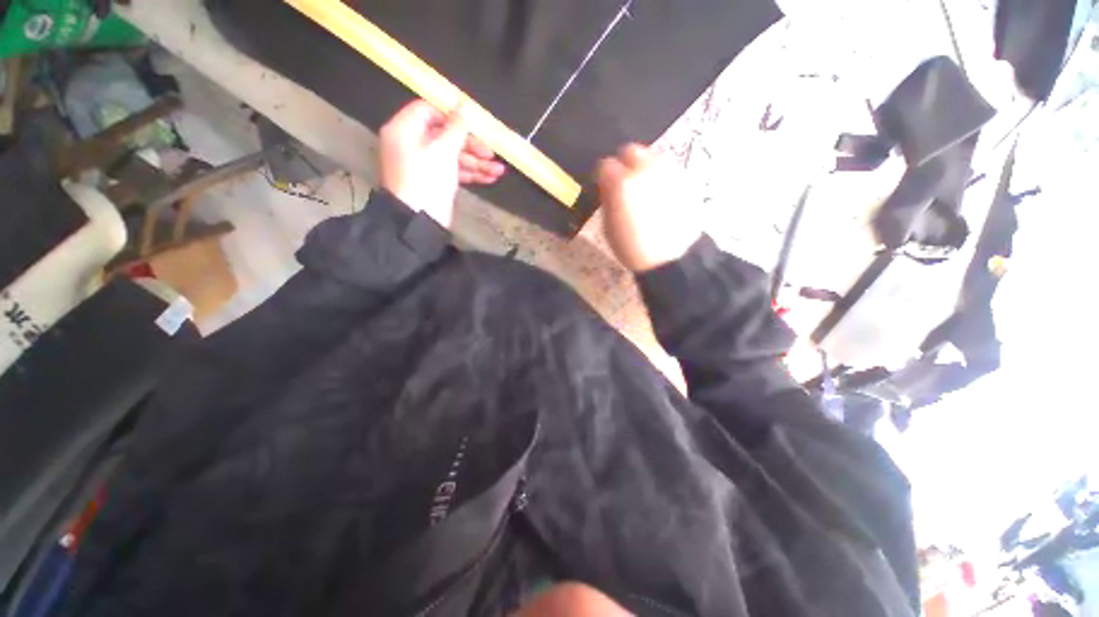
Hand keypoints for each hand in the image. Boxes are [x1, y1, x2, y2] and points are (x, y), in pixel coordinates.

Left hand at [378, 99, 504, 226]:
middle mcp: (412, 143)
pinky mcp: (434, 181)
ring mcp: (424, 164)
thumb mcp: (443, 149)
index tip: (473, 125)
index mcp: (405, 129)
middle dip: (471, 146)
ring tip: (499, 172)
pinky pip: (453, 171)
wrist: (419, 219)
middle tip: (491, 154)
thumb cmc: (427, 178)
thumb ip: (456, 127)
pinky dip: (470, 174)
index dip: (452, 116)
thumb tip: (463, 104)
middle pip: (445, 135)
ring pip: (452, 156)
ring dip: (477, 163)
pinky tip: (489, 178)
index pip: (428, 110)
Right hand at [597, 144, 701, 271]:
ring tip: (645, 192)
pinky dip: (661, 179)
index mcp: (622, 183)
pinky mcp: (685, 179)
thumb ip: (607, 199)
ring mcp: (669, 172)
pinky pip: (669, 170)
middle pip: (632, 151)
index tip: (605, 188)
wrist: (670, 258)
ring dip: (645, 169)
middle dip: (625, 165)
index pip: (606, 165)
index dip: (604, 177)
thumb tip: (608, 186)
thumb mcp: (608, 226)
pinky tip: (662, 198)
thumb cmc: (632, 247)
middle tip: (625, 185)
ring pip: (653, 157)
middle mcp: (646, 169)